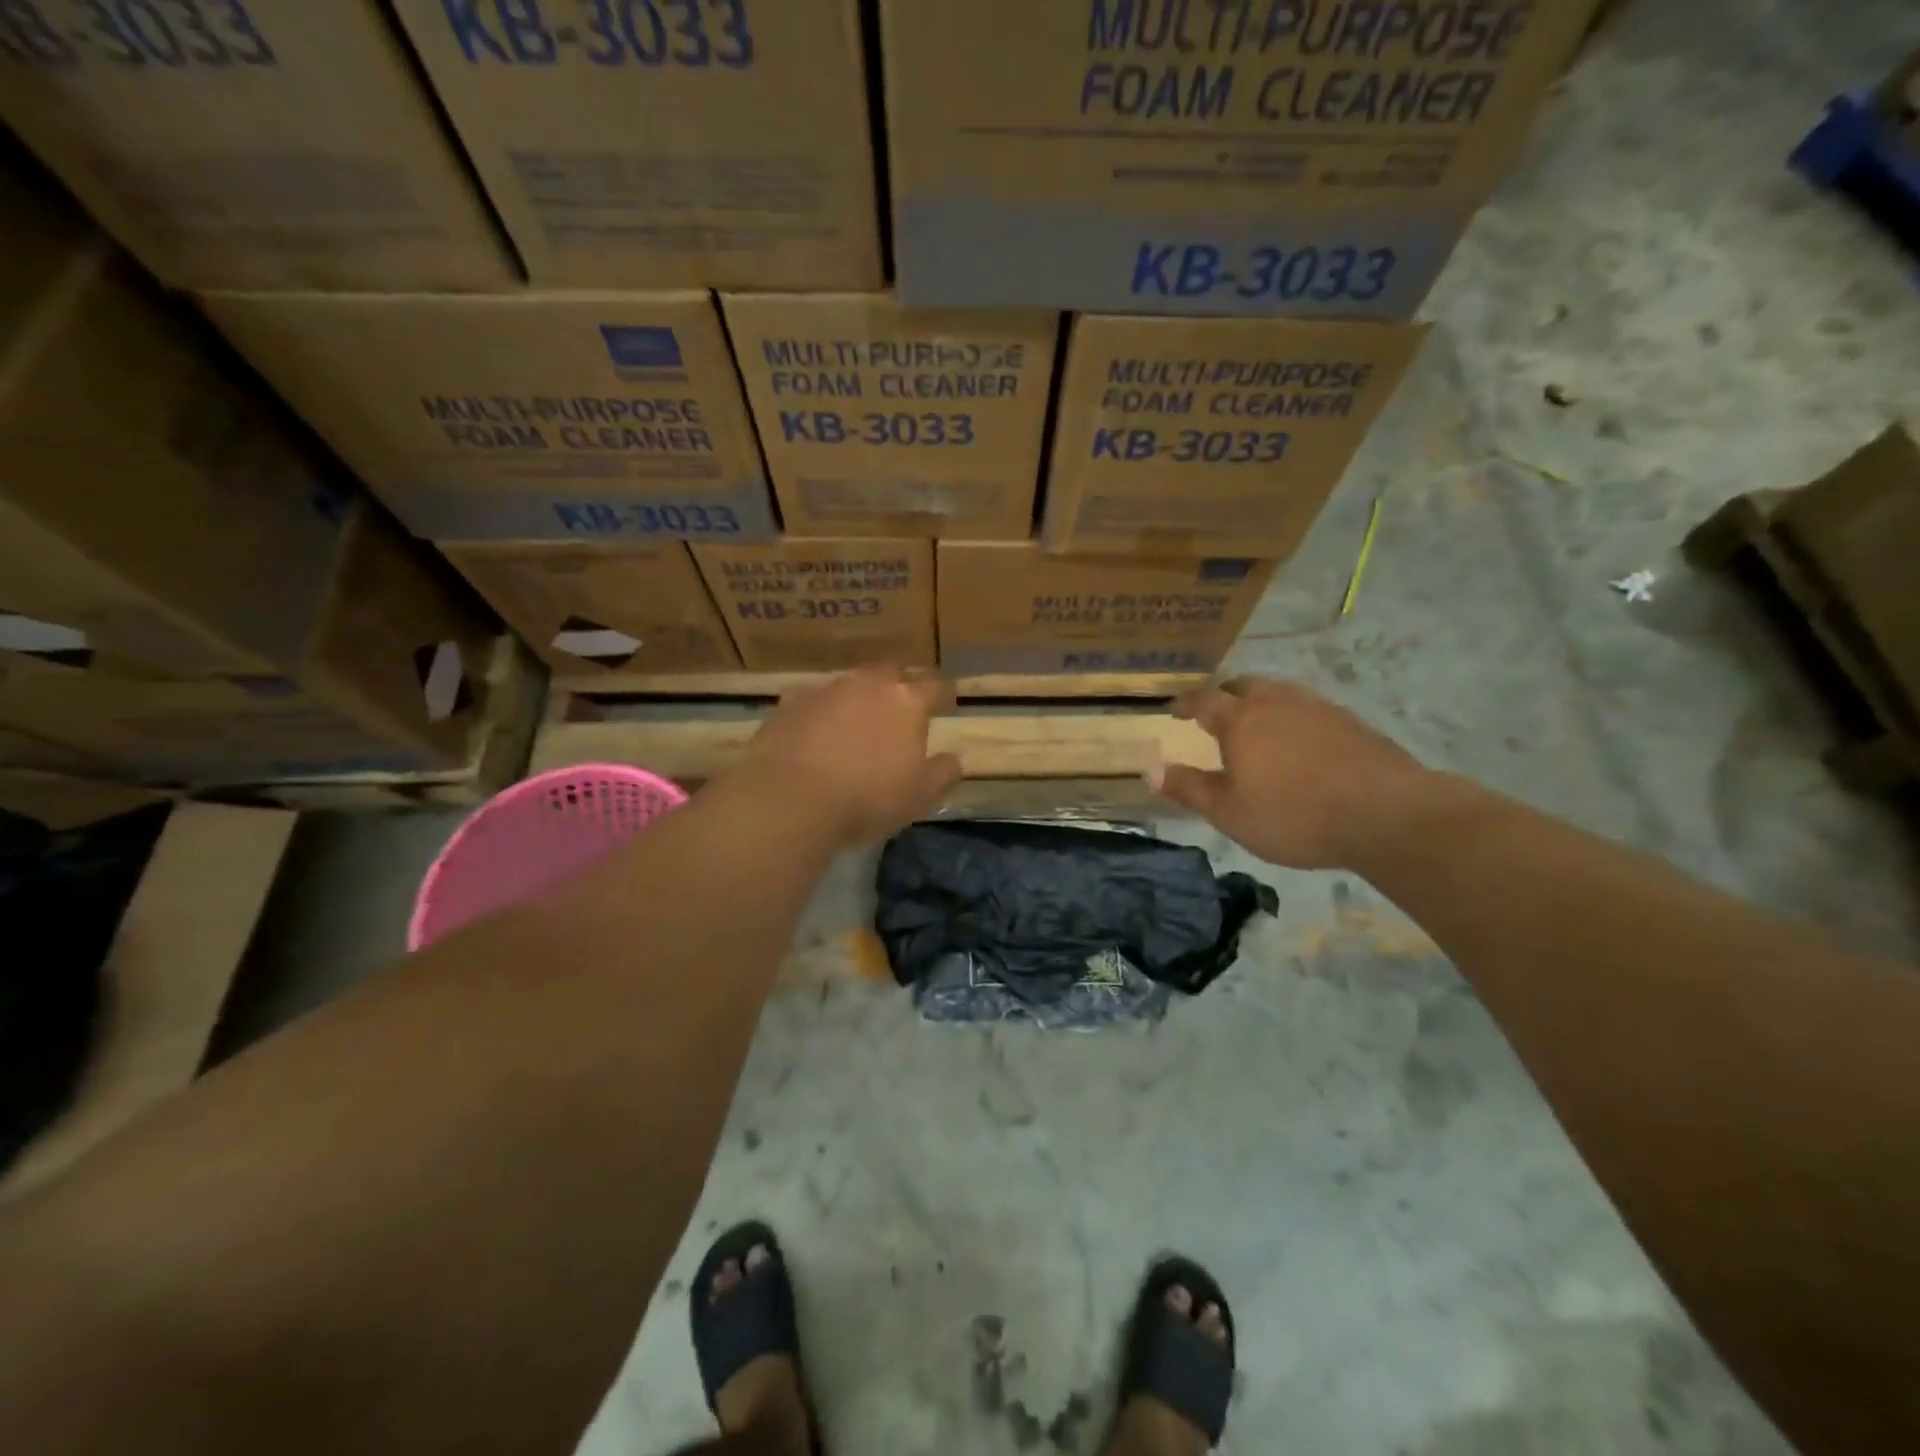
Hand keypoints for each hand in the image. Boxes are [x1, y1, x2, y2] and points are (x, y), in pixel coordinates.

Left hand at [744, 669, 960, 847]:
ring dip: (859, 697)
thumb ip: (943, 773)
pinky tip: (816, 732)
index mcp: (907, 701)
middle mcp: (868, 684)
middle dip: (900, 685)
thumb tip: (954, 758)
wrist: (791, 798)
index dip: (944, 695)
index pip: (936, 687)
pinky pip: (815, 700)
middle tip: (902, 707)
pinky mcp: (790, 702)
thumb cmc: (867, 798)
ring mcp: (827, 689)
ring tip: (857, 721)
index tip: (947, 703)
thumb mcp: (920, 796)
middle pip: (892, 673)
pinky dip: (822, 712)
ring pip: (851, 684)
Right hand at [1153, 677, 1430, 869]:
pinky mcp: (1351, 722)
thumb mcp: (1230, 813)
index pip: (1204, 700)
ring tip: (1258, 726)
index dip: (1186, 703)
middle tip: (1216, 713)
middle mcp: (1277, 702)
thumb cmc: (1294, 815)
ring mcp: (1318, 708)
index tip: (1174, 709)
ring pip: (1280, 693)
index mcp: (1241, 720)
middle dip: (1225, 695)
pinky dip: (1293, 718)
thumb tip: (1150, 771)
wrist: (1387, 815)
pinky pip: (1309, 709)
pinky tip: (1301, 744)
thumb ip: (1189, 788)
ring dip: (1261, 703)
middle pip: (1244, 685)